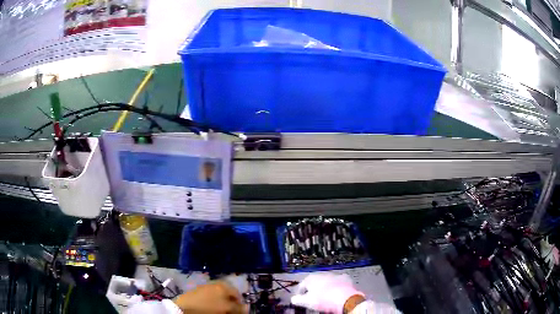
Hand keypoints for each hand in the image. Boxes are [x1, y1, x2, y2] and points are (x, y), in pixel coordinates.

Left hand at [173, 281, 247, 313]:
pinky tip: (210, 308)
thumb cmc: (209, 308)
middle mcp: (215, 284)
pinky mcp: (196, 292)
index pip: (237, 294)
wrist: (184, 308)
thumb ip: (238, 308)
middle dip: (230, 303)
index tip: (239, 312)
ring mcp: (204, 287)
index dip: (240, 304)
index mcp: (223, 286)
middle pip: (227, 294)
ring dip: (221, 303)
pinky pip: (209, 297)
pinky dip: (213, 302)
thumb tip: (247, 307)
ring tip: (220, 310)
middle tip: (229, 312)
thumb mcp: (226, 309)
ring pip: (218, 296)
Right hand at [291, 274, 364, 313]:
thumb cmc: (323, 300)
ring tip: (325, 297)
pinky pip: (339, 282)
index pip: (302, 285)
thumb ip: (298, 300)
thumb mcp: (307, 302)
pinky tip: (337, 292)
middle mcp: (322, 274)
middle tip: (313, 298)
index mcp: (311, 278)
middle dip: (314, 289)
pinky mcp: (345, 278)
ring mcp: (334, 275)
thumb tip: (293, 299)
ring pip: (327, 281)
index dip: (300, 293)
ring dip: (325, 287)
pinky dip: (337, 286)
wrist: (343, 298)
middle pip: (315, 282)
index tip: (300, 299)